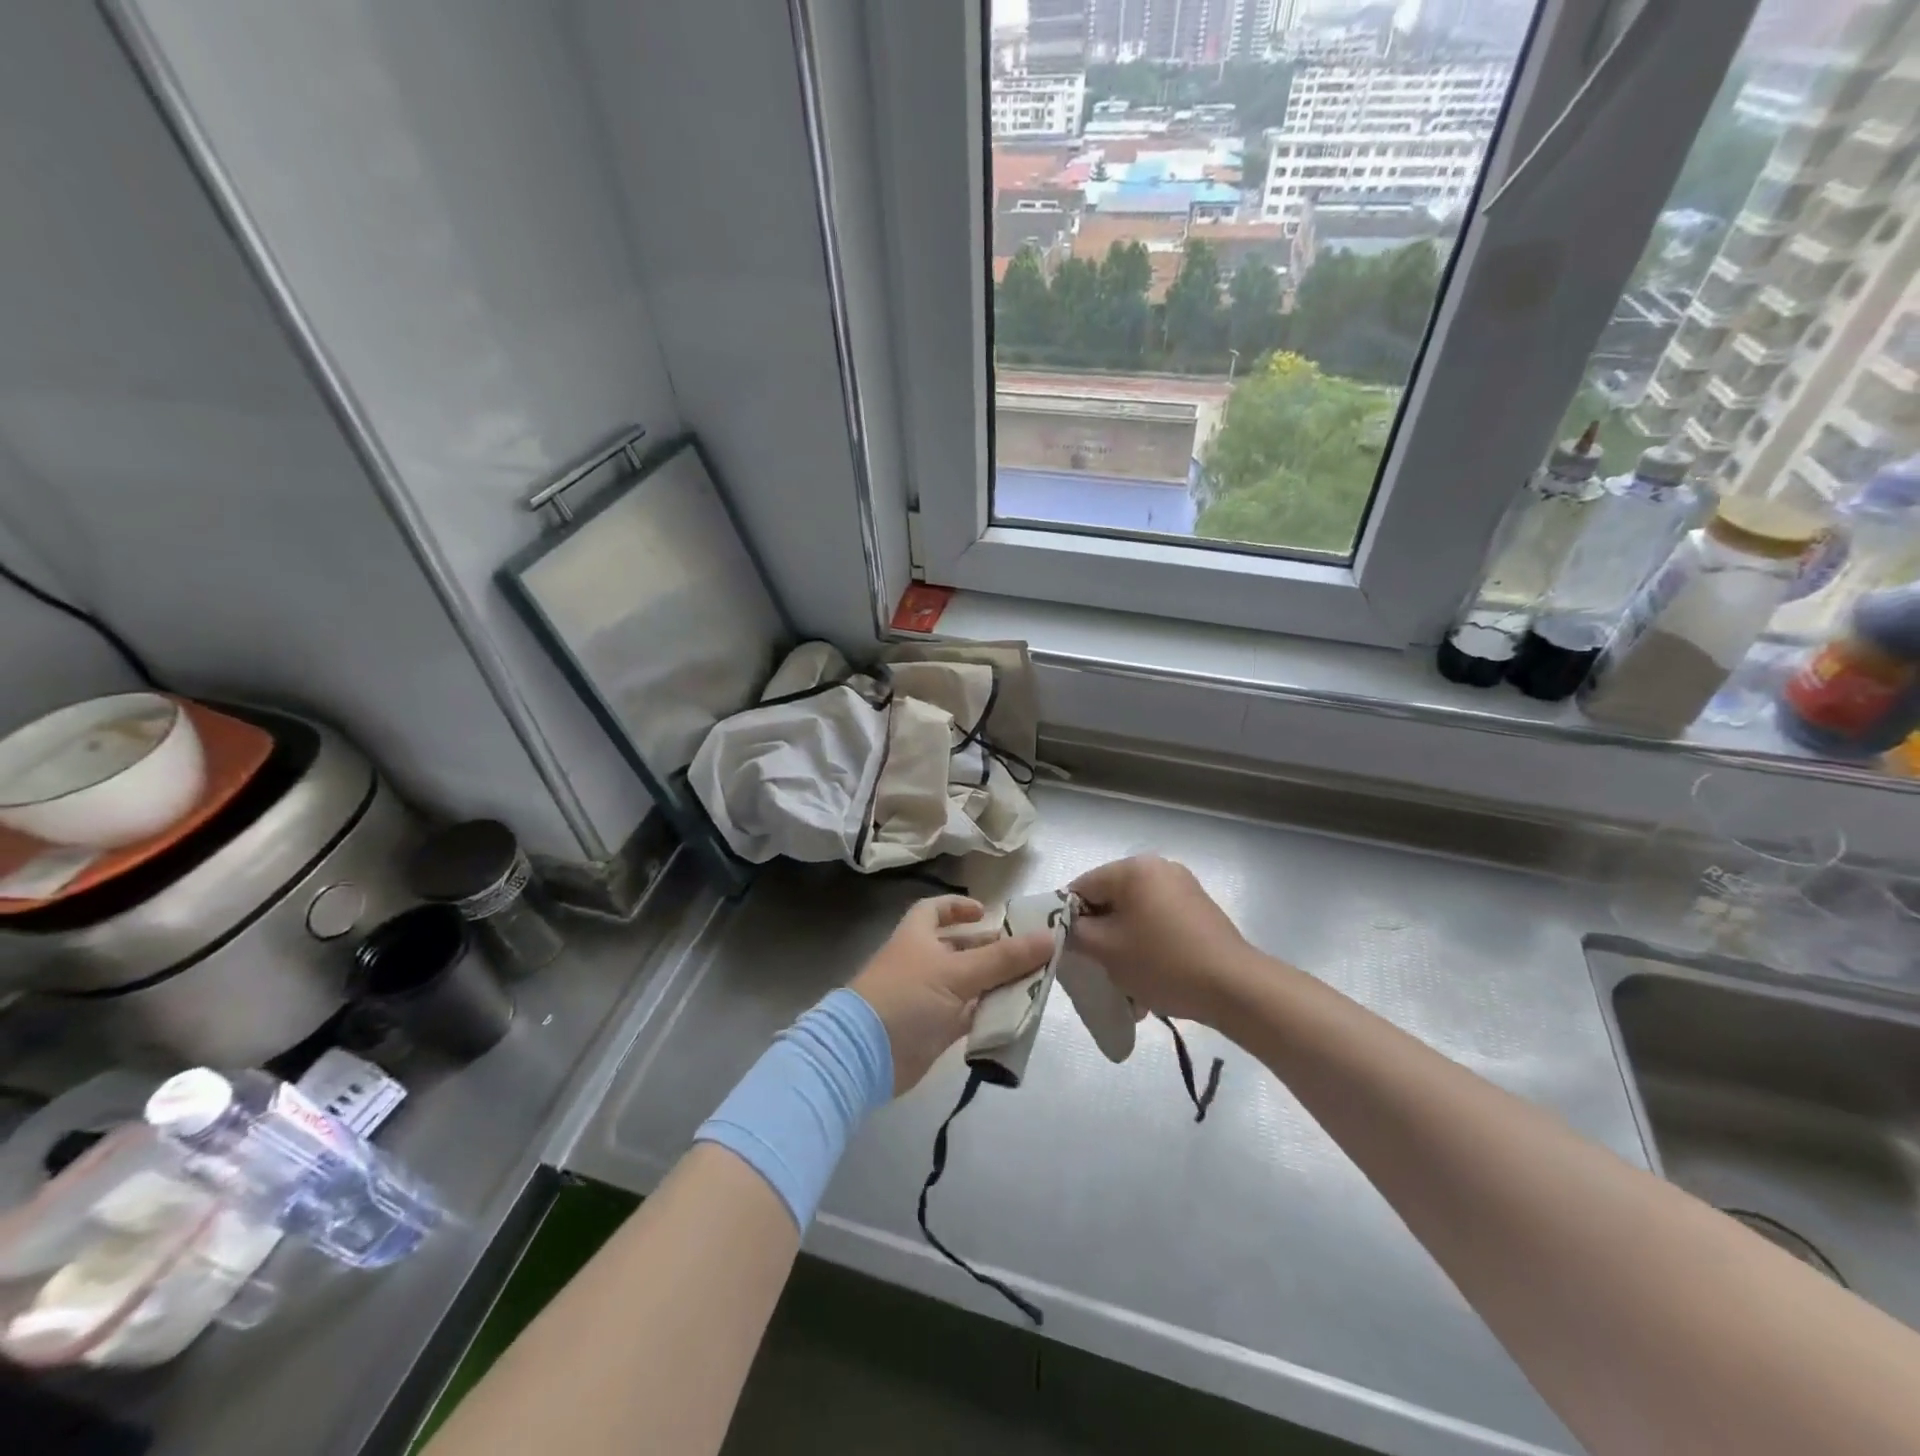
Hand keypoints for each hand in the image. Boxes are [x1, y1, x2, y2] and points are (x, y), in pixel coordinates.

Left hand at [850, 896, 1054, 1094]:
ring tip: (1032, 983)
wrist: (866, 1054)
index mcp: (918, 936)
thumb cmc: (908, 996)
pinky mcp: (934, 1029)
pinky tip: (1017, 1014)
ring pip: (969, 983)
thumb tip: (1049, 936)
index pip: (936, 910)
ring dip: (996, 983)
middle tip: (1028, 953)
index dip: (959, 907)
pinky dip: (990, 1013)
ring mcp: (928, 997)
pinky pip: (969, 1015)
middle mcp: (922, 962)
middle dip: (991, 949)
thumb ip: (1004, 958)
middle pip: (960, 948)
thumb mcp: (958, 972)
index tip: (987, 912)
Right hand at [1068, 856, 1256, 1025]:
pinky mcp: (1199, 911)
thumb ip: (1075, 933)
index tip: (1069, 950)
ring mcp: (1183, 888)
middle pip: (1110, 900)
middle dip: (1100, 936)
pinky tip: (1149, 982)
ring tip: (1126, 986)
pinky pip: (1158, 924)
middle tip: (1097, 969)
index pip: (1082, 886)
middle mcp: (1159, 868)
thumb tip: (1068, 928)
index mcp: (1133, 868)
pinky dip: (1148, 948)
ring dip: (1124, 947)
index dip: (1068, 918)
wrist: (1234, 987)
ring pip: (1135, 916)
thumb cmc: (1162, 962)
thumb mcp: (1106, 950)